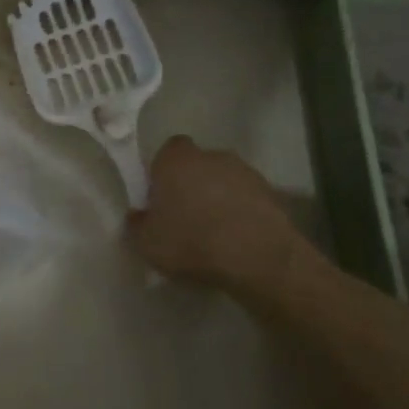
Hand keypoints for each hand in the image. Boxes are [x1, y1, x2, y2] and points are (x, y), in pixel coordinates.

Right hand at [127, 136, 315, 294]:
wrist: (259, 257)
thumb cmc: (193, 242)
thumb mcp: (147, 243)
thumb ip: (136, 225)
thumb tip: (137, 216)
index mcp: (176, 159)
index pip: (167, 151)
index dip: (163, 172)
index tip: (162, 198)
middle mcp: (211, 155)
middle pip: (197, 164)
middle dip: (193, 185)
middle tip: (187, 217)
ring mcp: (245, 172)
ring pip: (225, 181)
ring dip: (220, 199)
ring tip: (217, 233)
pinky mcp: (272, 193)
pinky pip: (249, 200)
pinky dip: (244, 214)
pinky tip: (240, 240)